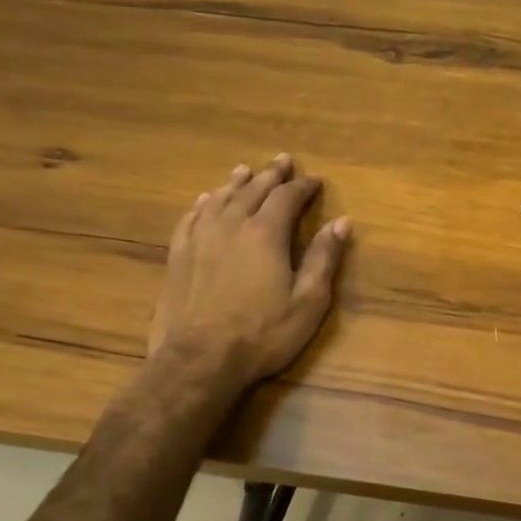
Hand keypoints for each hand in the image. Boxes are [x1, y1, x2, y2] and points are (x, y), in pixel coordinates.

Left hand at [147, 155, 350, 383]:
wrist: (198, 360)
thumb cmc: (262, 333)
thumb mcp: (308, 301)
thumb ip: (323, 258)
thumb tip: (341, 222)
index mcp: (265, 233)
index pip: (287, 197)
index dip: (302, 186)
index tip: (315, 180)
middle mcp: (231, 226)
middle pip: (253, 190)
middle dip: (271, 174)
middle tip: (282, 160)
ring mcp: (200, 239)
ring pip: (219, 199)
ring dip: (235, 183)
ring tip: (244, 170)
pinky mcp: (178, 256)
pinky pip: (190, 219)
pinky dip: (202, 205)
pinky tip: (204, 201)